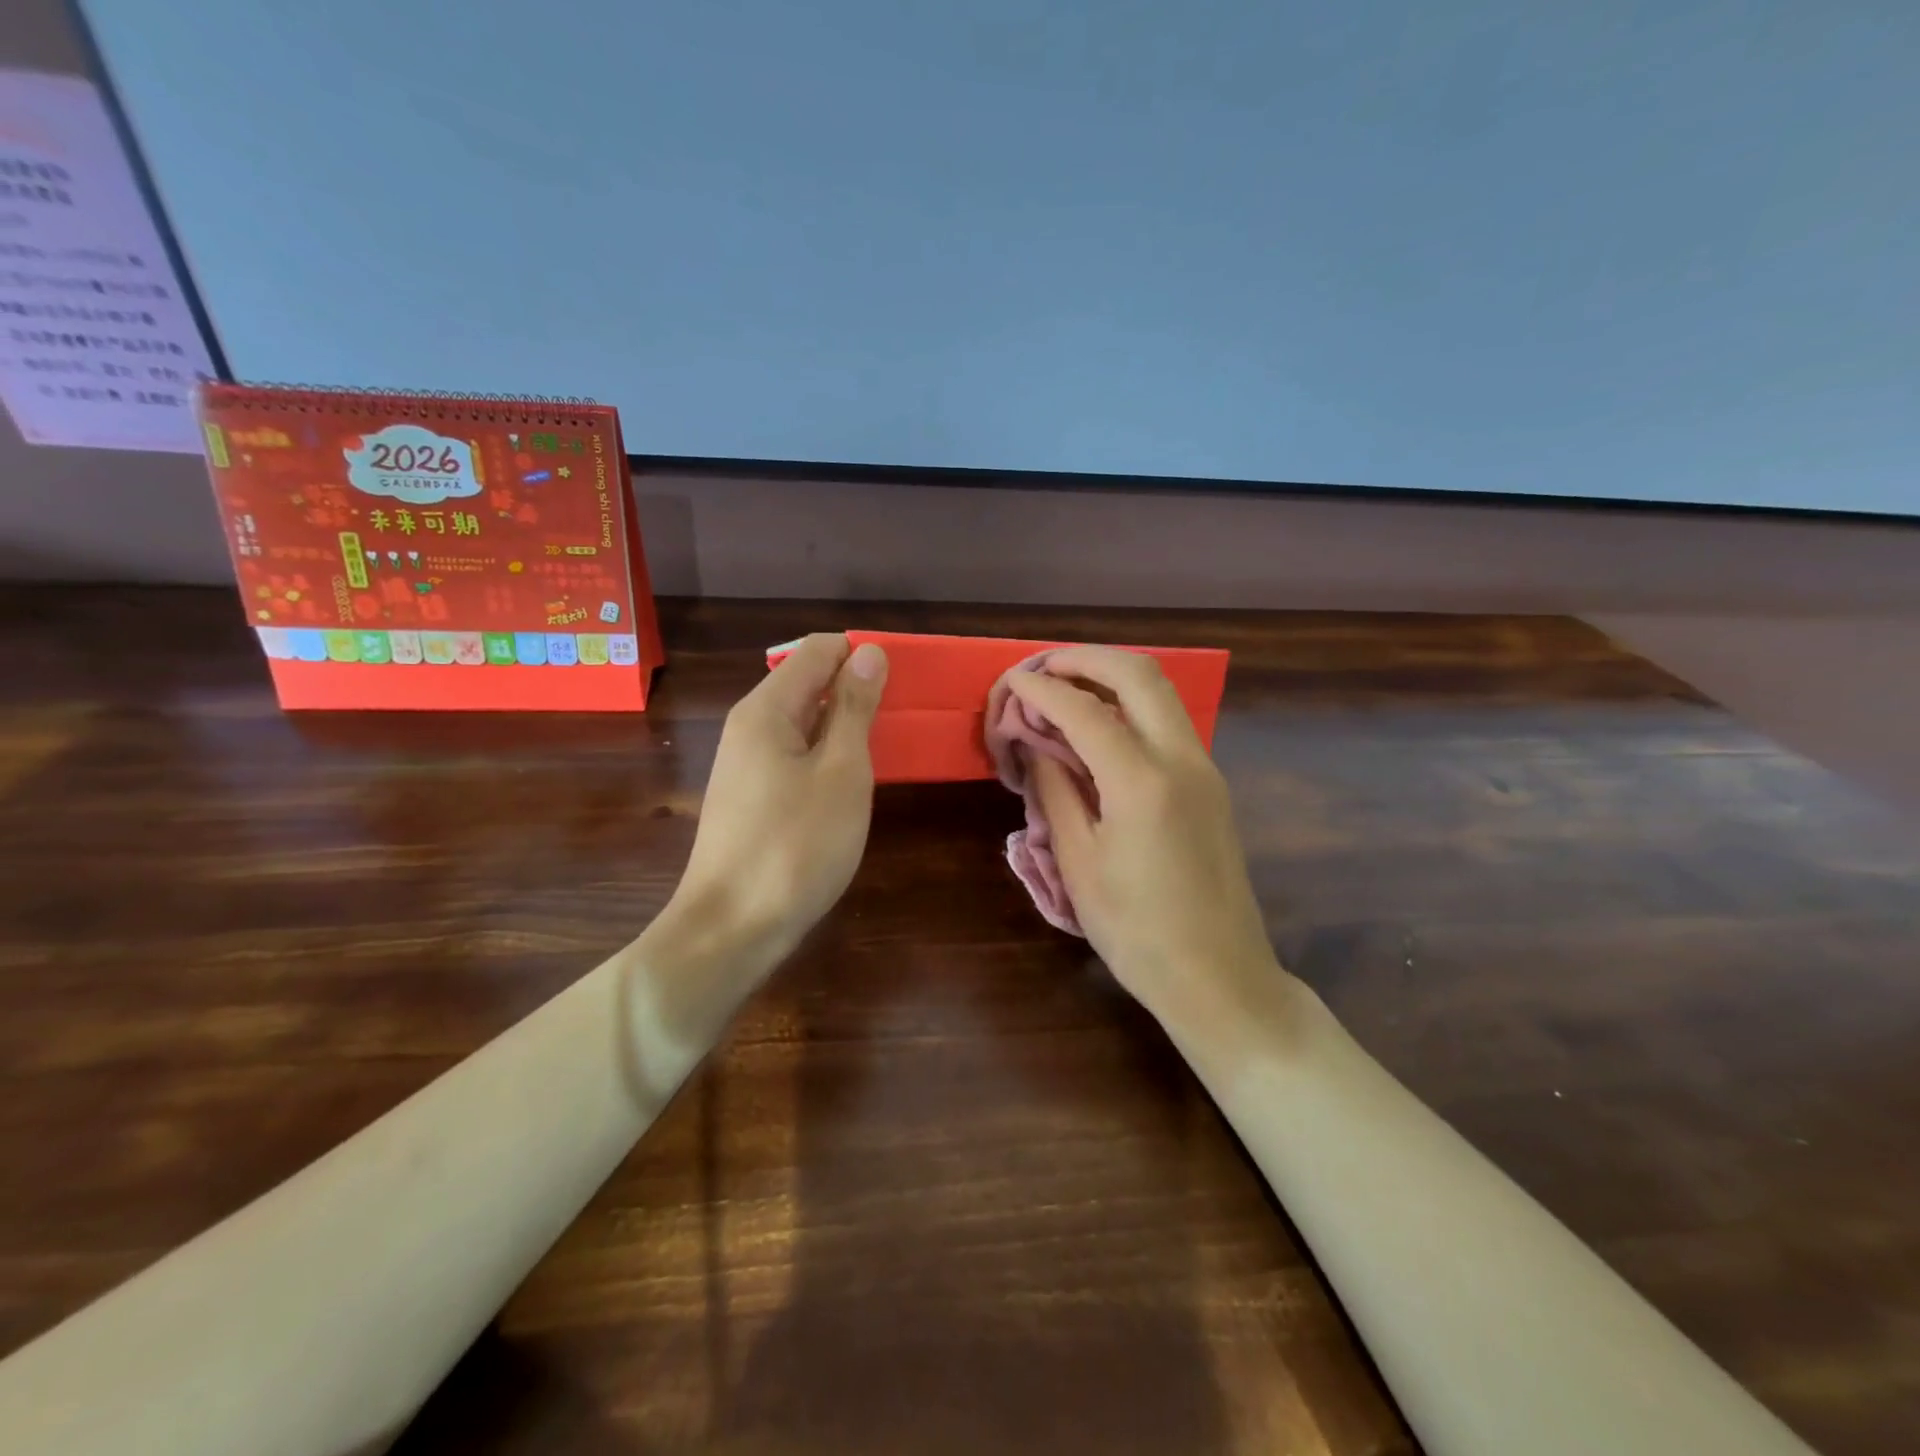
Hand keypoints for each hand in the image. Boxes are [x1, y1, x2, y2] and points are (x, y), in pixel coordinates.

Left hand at [672, 633, 888, 956]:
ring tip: (886, 749)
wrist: (732, 930)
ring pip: (804, 722)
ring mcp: (747, 764)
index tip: (904, 683)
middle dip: (856, 690)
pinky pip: (795, 755)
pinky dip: (827, 756)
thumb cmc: (796, 846)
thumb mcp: (841, 772)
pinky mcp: (752, 797)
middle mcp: (750, 727)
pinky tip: (851, 783)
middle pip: (808, 682)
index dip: (863, 656)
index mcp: (766, 709)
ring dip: (845, 726)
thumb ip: (855, 709)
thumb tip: (868, 652)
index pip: (819, 650)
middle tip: (902, 720)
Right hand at [1007, 647, 1282, 1025]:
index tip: (1009, 681)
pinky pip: (1169, 722)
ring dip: (1112, 676)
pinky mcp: (1211, 785)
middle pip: (1139, 674)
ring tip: (1066, 687)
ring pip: (1161, 692)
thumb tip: (1036, 743)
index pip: (1083, 710)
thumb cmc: (1136, 930)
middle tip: (1043, 668)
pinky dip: (1131, 705)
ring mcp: (1205, 768)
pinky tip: (1100, 726)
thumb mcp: (1079, 862)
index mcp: (1142, 781)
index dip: (1040, 690)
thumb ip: (1056, 790)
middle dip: (1085, 659)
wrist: (1218, 976)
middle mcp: (1182, 759)